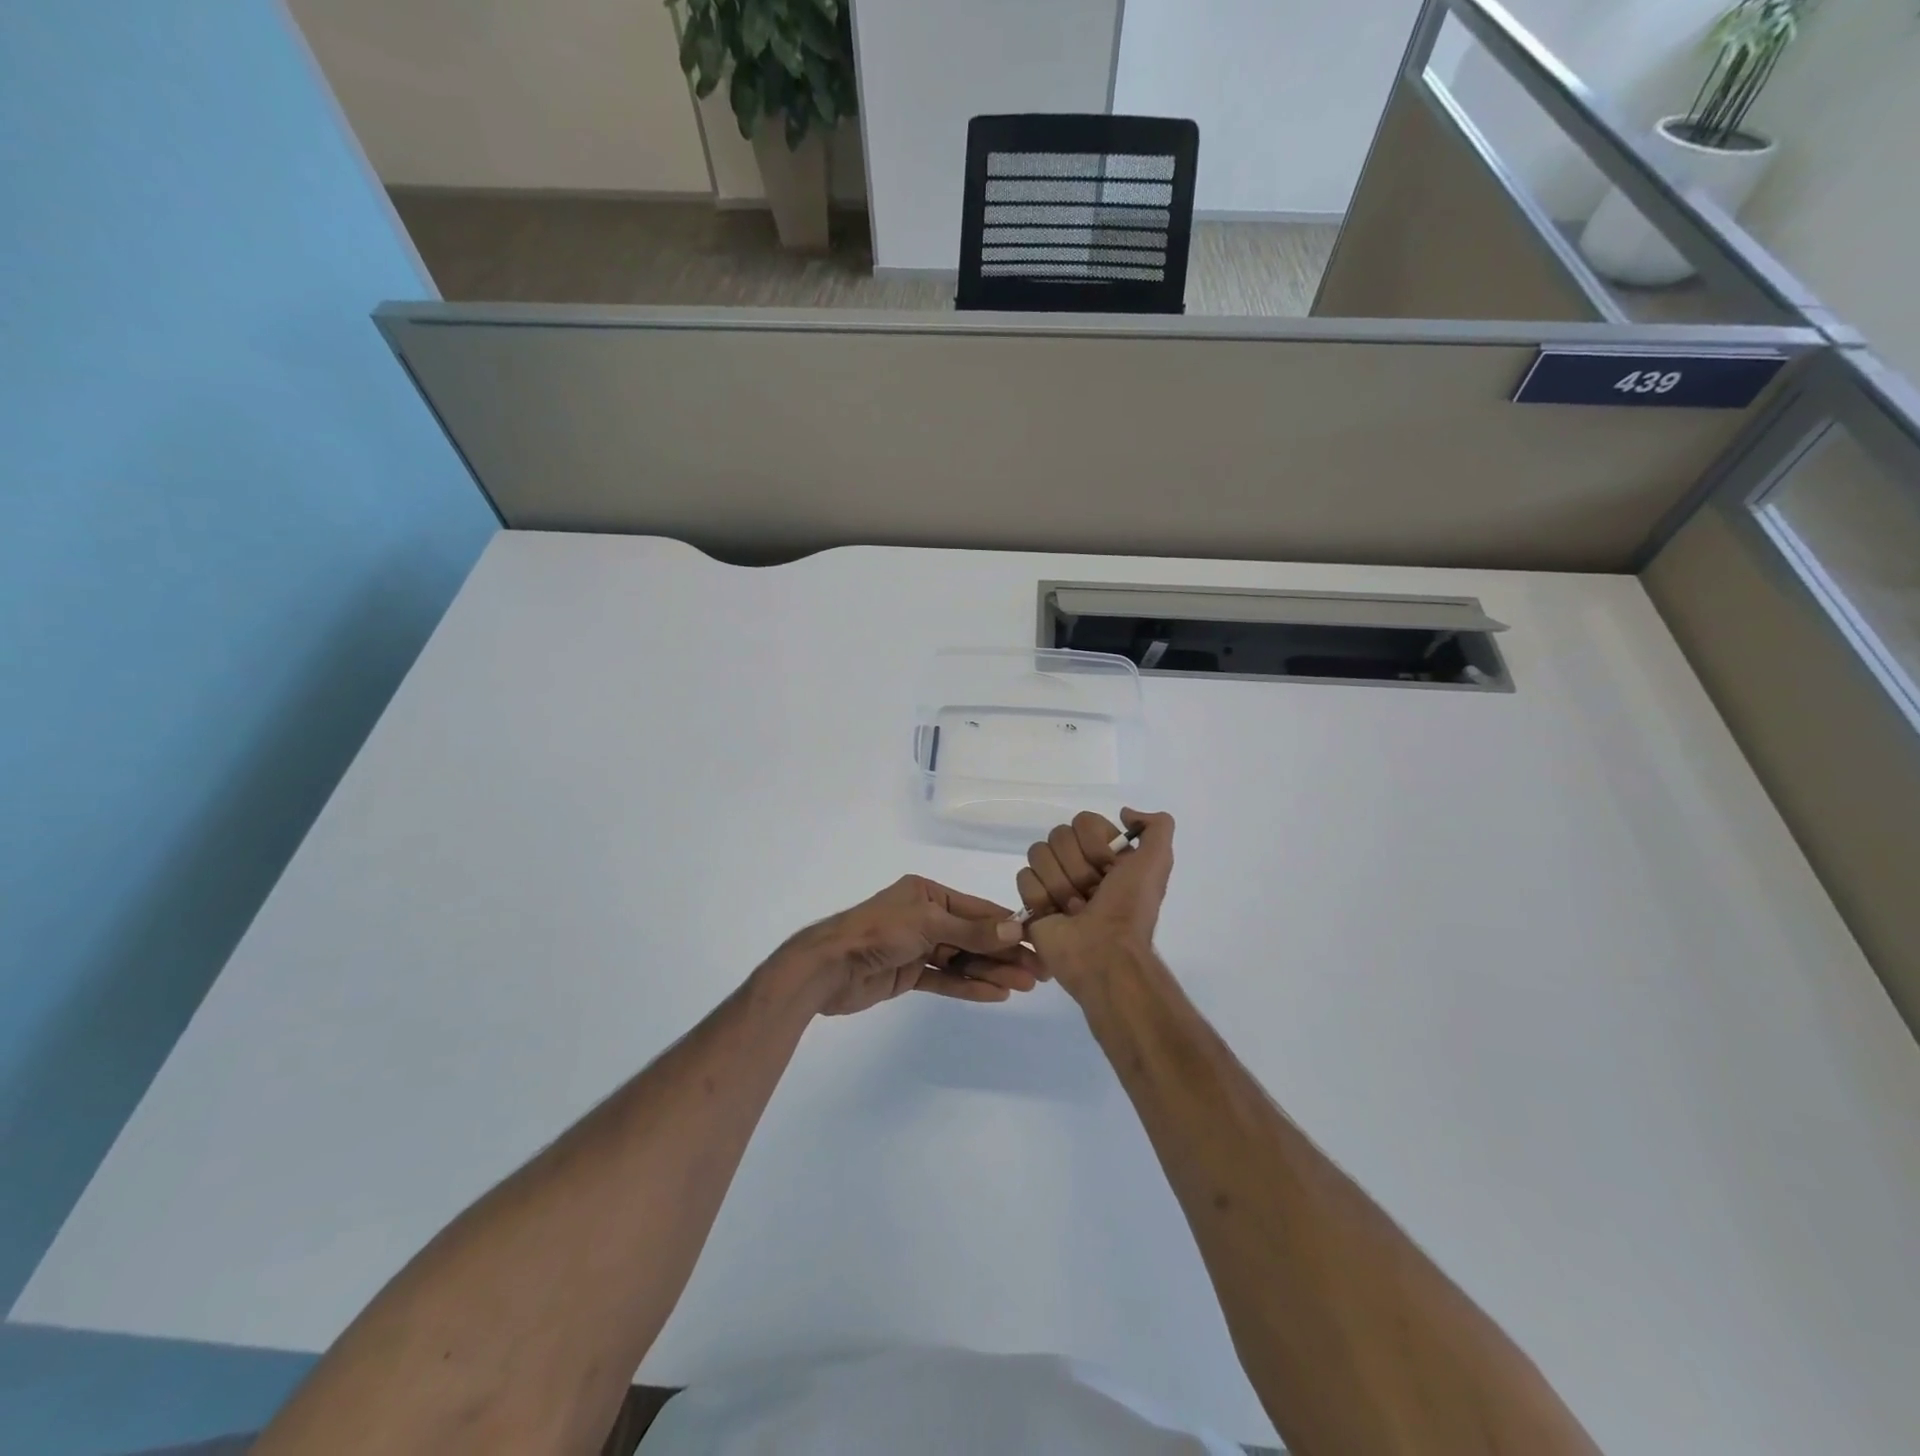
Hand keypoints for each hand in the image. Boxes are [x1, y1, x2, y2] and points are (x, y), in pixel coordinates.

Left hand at [777, 876, 1042, 1016]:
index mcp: (928, 894)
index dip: (1008, 926)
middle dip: (1004, 953)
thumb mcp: (928, 924)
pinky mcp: (908, 974)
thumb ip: (971, 930)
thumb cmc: (878, 933)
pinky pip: (945, 978)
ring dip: (991, 972)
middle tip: (1038, 973)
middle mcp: (925, 916)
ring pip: (962, 960)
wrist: (830, 968)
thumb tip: (1014, 929)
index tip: (1038, 941)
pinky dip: (968, 986)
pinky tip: (995, 994)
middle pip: (973, 936)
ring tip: (1022, 987)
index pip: (976, 910)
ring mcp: (917, 946)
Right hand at [1011, 809, 1175, 998]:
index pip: (1083, 821)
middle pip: (1058, 835)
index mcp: (1106, 854)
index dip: (1095, 843)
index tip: (1110, 868)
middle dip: (1078, 867)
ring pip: (1039, 853)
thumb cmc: (1129, 909)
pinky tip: (1056, 915)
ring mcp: (1052, 882)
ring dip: (1060, 884)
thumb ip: (1157, 827)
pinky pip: (1024, 877)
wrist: (1105, 954)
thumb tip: (1125, 813)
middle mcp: (1078, 864)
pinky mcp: (1032, 901)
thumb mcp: (1157, 862)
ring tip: (1075, 909)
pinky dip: (1042, 897)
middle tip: (1092, 894)